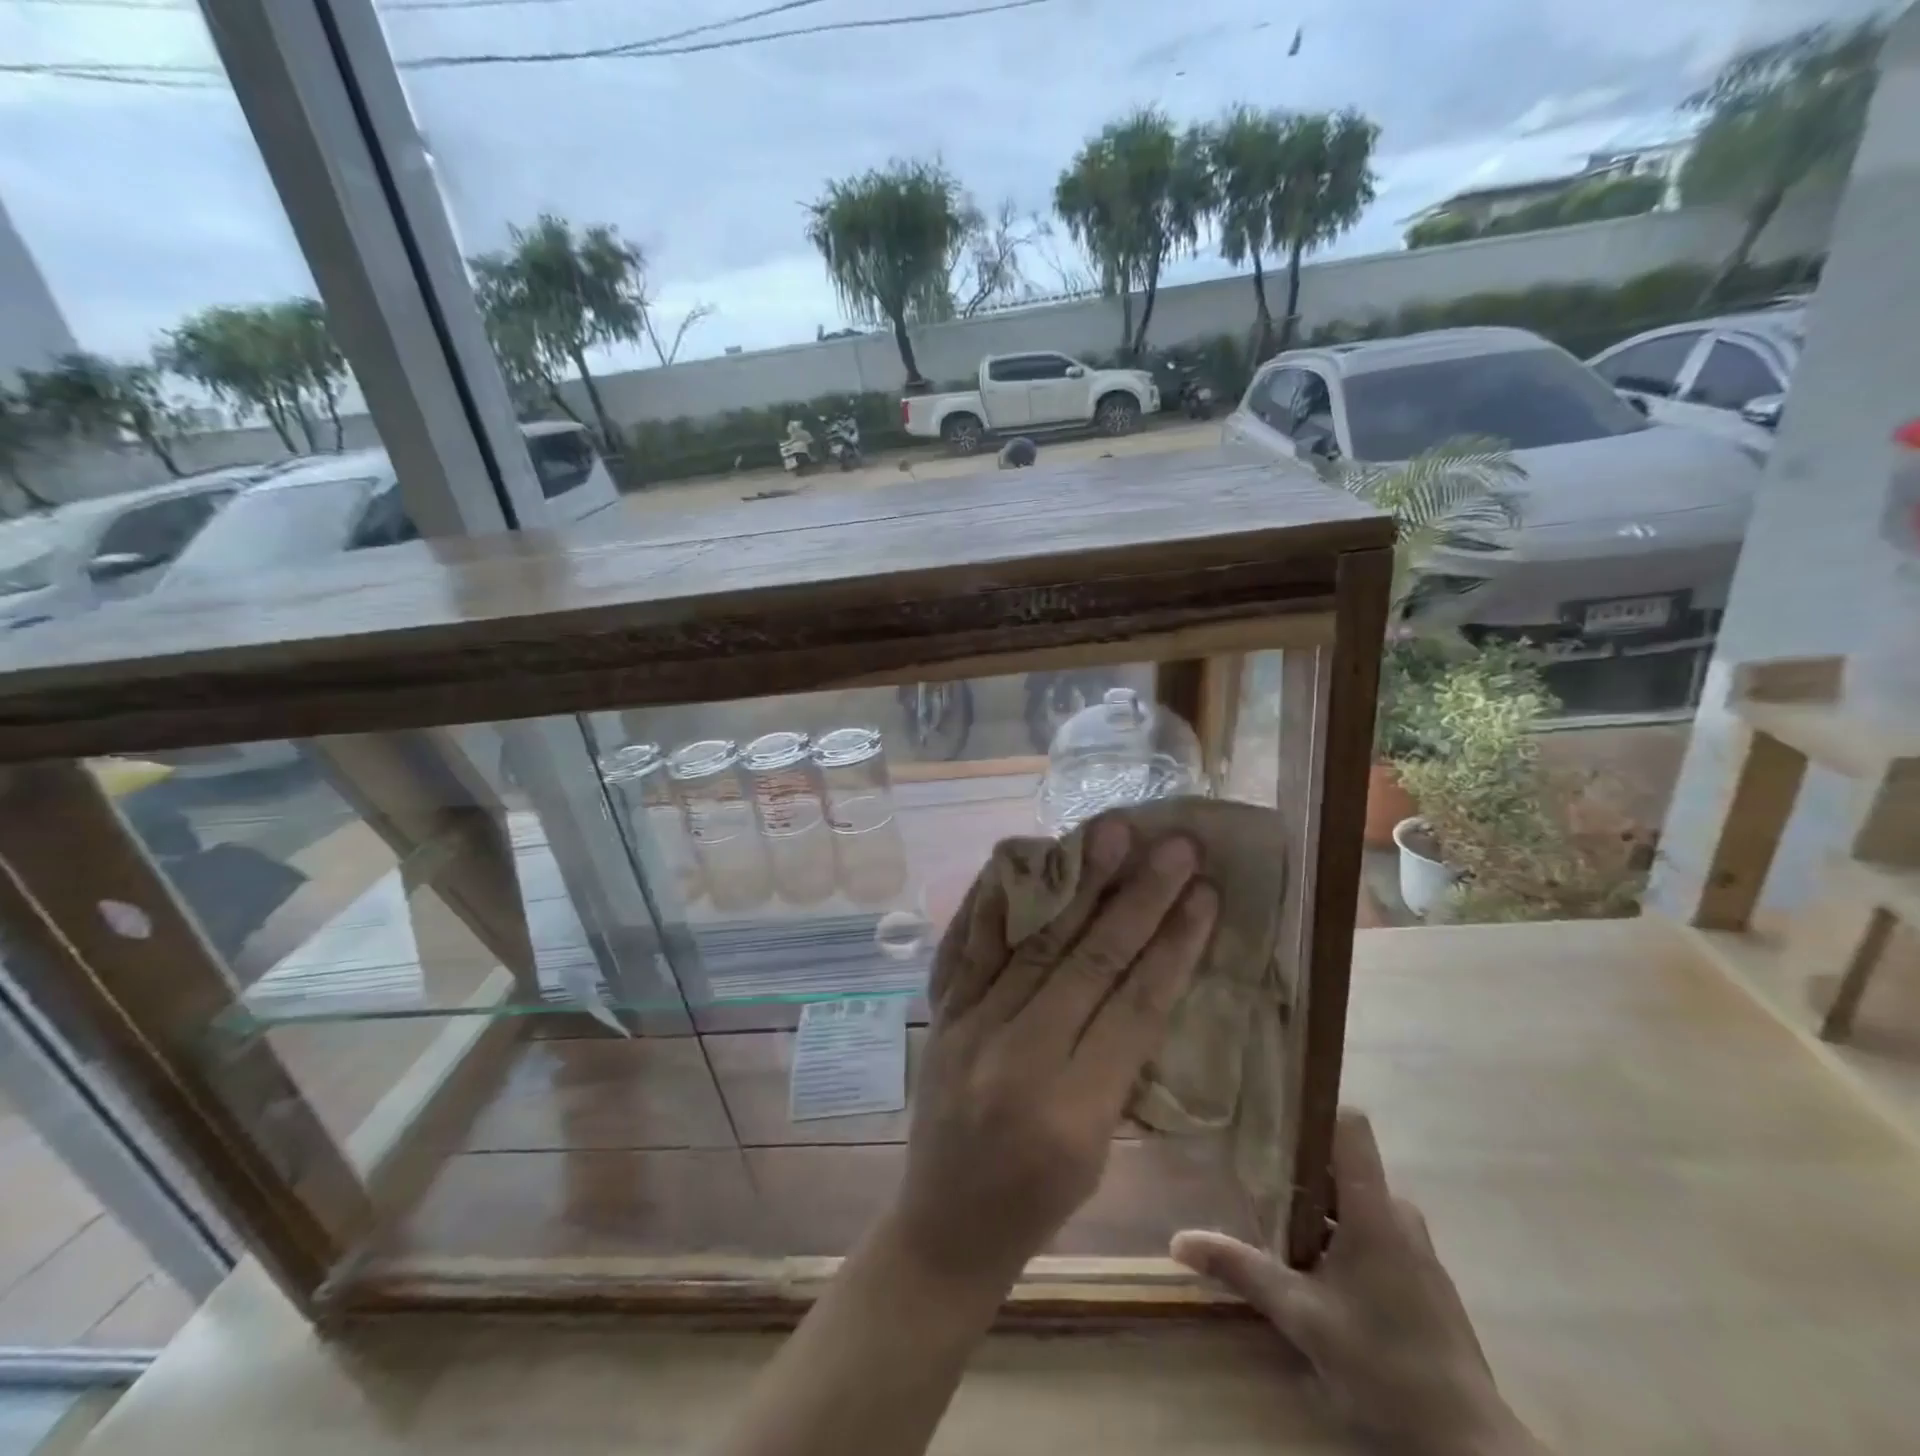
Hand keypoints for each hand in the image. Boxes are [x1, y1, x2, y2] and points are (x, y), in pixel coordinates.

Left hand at [886, 817, 1218, 1290]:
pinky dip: (993, 900)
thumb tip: (1144, 975)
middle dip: (1137, 898)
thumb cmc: (1039, 1202)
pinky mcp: (940, 1016)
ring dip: (1075, 883)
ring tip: (1106, 833)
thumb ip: (1120, 1064)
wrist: (942, 1229)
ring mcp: (968, 1029)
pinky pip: (965, 946)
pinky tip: (1016, 860)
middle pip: (1087, 962)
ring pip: (1032, 942)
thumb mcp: (1101, 1149)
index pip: (1135, 1008)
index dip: (1175, 945)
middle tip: (1173, 846)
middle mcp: (1017, 1058)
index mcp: (1072, 1111)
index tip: (1206, 894)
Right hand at [1172, 1111, 1543, 1455]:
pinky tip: (1316, 1273)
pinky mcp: (1422, 1279)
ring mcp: (1416, 1248)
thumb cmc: (1385, 1363)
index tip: (1271, 1114)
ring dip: (1318, 1211)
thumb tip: (1178, 1240)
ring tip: (1275, 1227)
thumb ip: (1242, 1270)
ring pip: (1356, 1203)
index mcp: (1374, 1208)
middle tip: (1254, 1180)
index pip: (1349, 1125)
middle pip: (1342, 1166)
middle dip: (1298, 1172)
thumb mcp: (1303, 1317)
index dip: (1312, 1110)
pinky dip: (1340, 1237)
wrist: (1469, 1445)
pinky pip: (1373, 1232)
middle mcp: (1398, 1214)